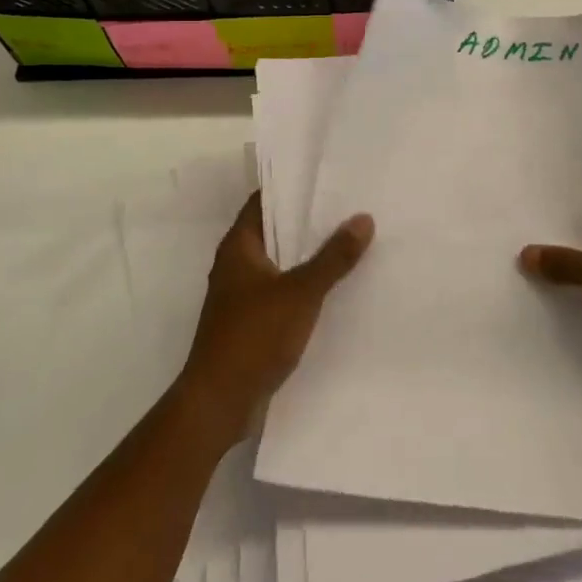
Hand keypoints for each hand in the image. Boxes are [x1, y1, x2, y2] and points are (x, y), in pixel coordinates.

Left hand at [178, 193, 372, 448]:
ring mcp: (241, 296)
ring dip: (307, 255)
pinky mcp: (250, 324)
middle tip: (348, 206)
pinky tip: (334, 288)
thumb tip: (363, 218)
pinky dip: (303, 285)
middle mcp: (236, 265)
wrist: (218, 404)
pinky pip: (281, 292)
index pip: (264, 201)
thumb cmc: (253, 336)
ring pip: (279, 263)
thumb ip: (333, 257)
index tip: (326, 177)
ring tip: (349, 241)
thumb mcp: (301, 292)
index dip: (291, 187)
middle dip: (307, 221)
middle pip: (274, 231)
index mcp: (239, 247)